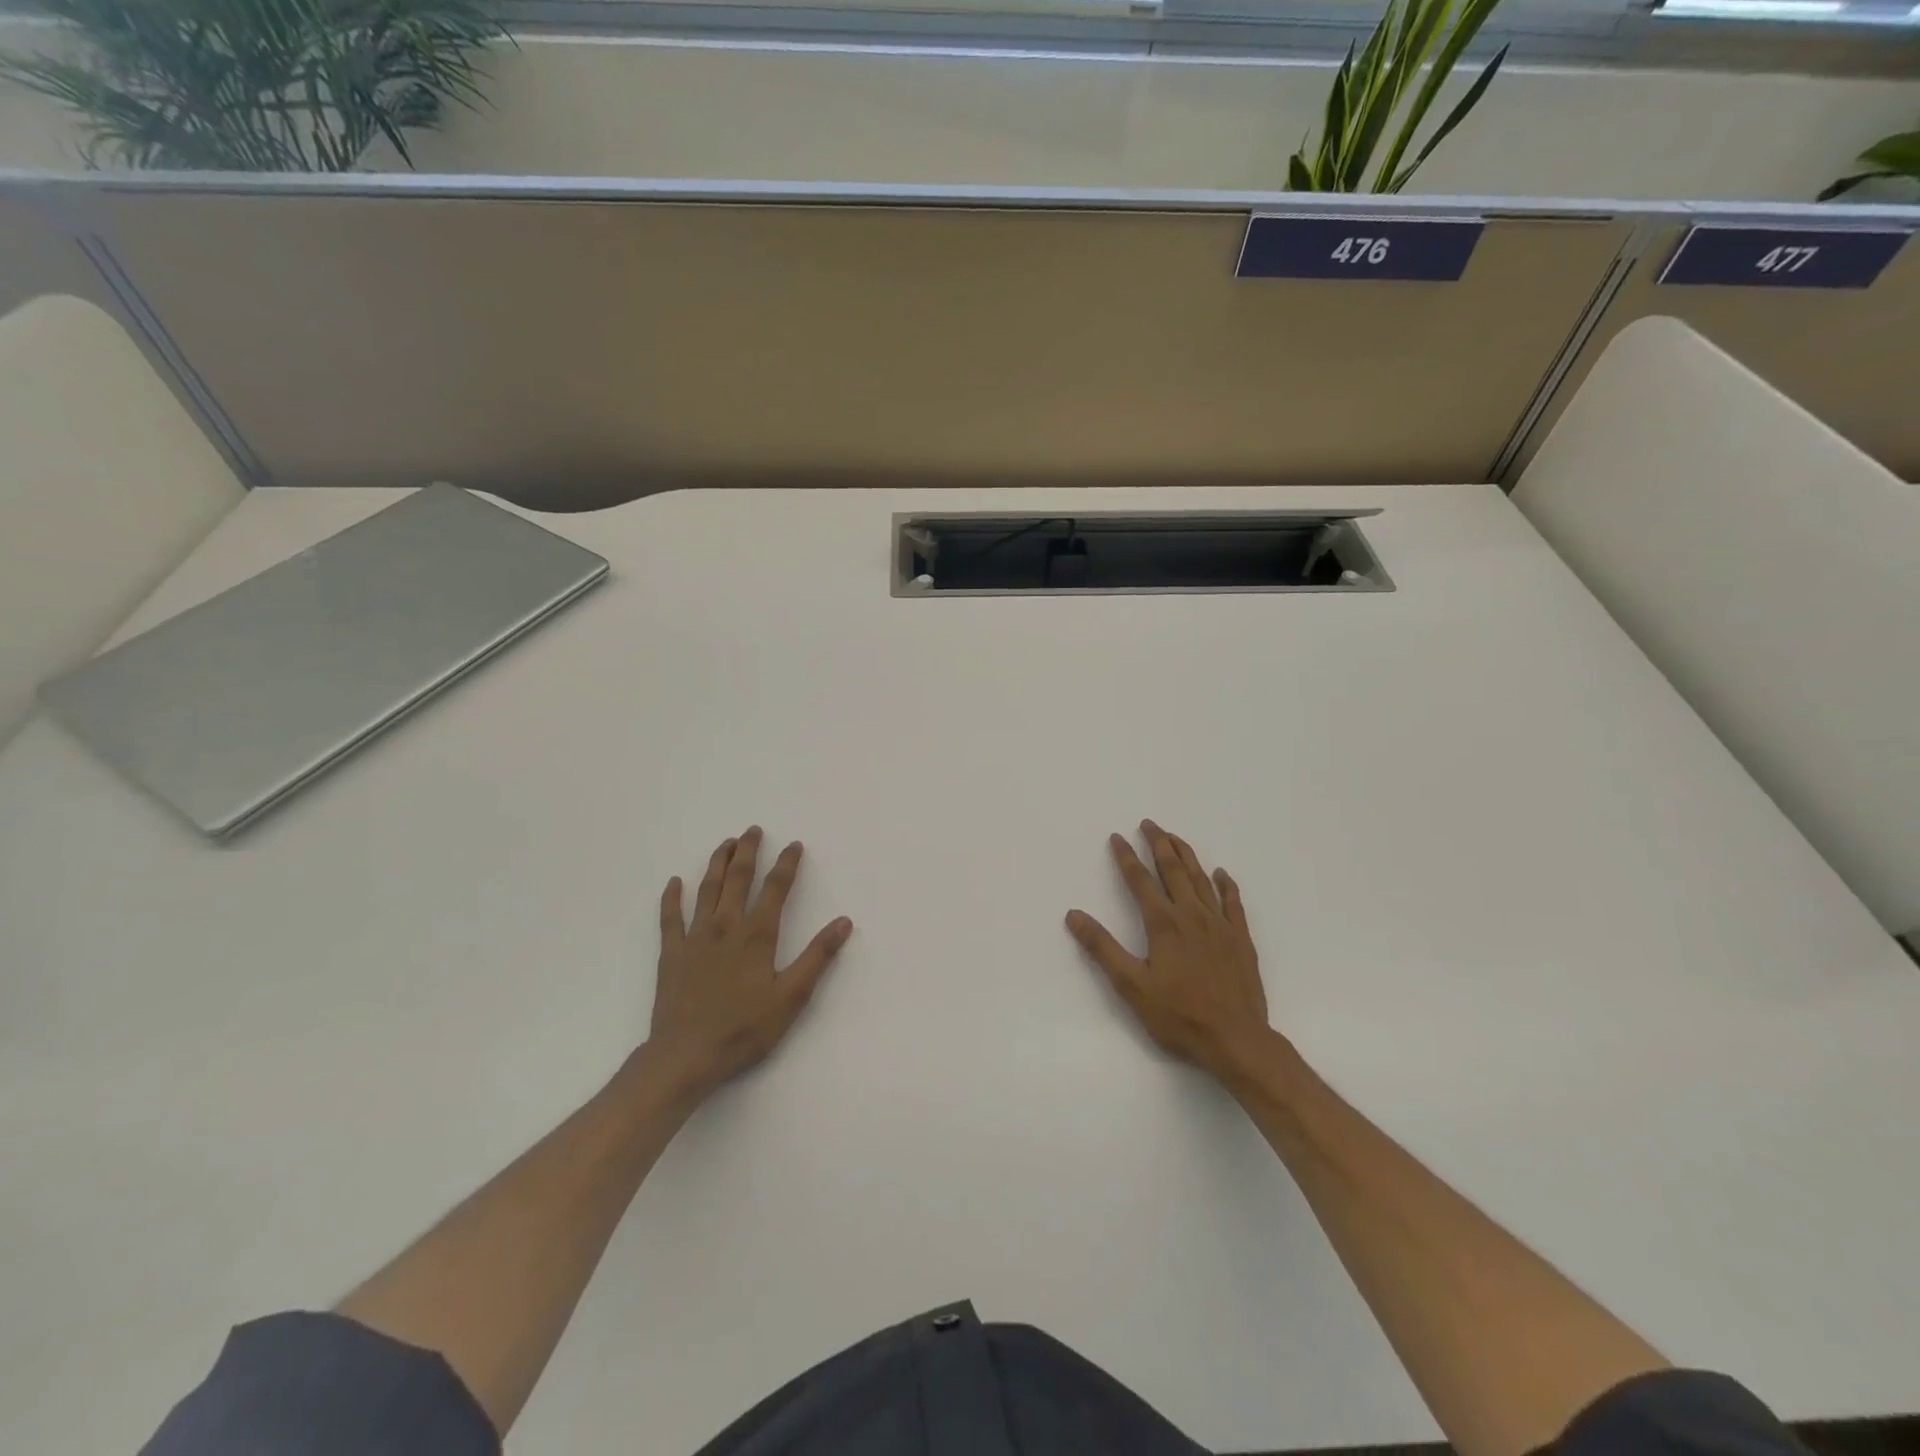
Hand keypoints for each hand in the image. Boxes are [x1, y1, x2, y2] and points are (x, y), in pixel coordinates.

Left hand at [647, 827, 852, 1099]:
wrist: (686, 1056)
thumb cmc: (744, 1029)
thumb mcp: (791, 997)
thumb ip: (817, 957)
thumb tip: (844, 922)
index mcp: (757, 935)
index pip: (775, 889)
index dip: (787, 864)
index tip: (794, 845)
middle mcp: (725, 927)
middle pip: (738, 879)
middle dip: (748, 851)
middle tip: (753, 830)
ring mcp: (695, 938)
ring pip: (707, 890)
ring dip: (717, 863)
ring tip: (725, 843)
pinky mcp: (672, 954)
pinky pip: (669, 918)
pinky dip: (671, 898)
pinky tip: (674, 882)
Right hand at [1066, 820, 1273, 1083]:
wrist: (1236, 1040)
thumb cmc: (1179, 1016)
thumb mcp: (1131, 986)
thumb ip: (1102, 948)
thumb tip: (1073, 915)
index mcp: (1163, 924)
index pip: (1140, 881)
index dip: (1126, 857)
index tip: (1117, 837)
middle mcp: (1191, 915)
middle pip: (1173, 870)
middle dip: (1159, 844)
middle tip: (1149, 823)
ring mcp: (1220, 925)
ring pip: (1202, 880)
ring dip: (1187, 855)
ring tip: (1175, 837)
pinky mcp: (1241, 939)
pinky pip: (1234, 903)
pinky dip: (1226, 885)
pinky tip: (1222, 874)